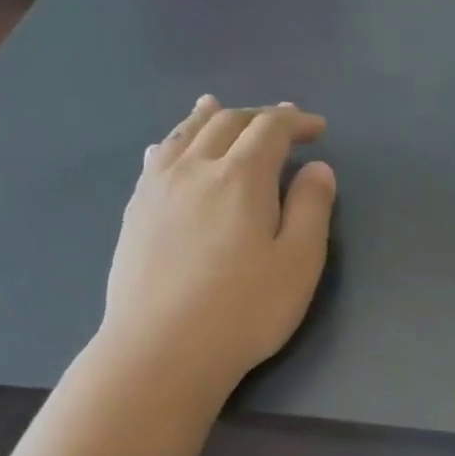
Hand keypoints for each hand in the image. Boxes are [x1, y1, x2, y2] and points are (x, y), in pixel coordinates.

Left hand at [96, 96, 335, 393]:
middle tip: (283, 122)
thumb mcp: (298, 263)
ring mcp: (158, 188)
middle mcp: (196, 168)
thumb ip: (311, 208)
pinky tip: (170, 146)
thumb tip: (317, 168)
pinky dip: (174, 140)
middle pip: (227, 123)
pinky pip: (156, 158)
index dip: (296, 122)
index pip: (270, 129)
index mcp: (241, 177)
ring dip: (210, 117)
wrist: (162, 349)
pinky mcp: (136, 211)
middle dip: (259, 116)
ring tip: (219, 106)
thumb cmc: (244, 310)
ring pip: (185, 134)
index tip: (318, 129)